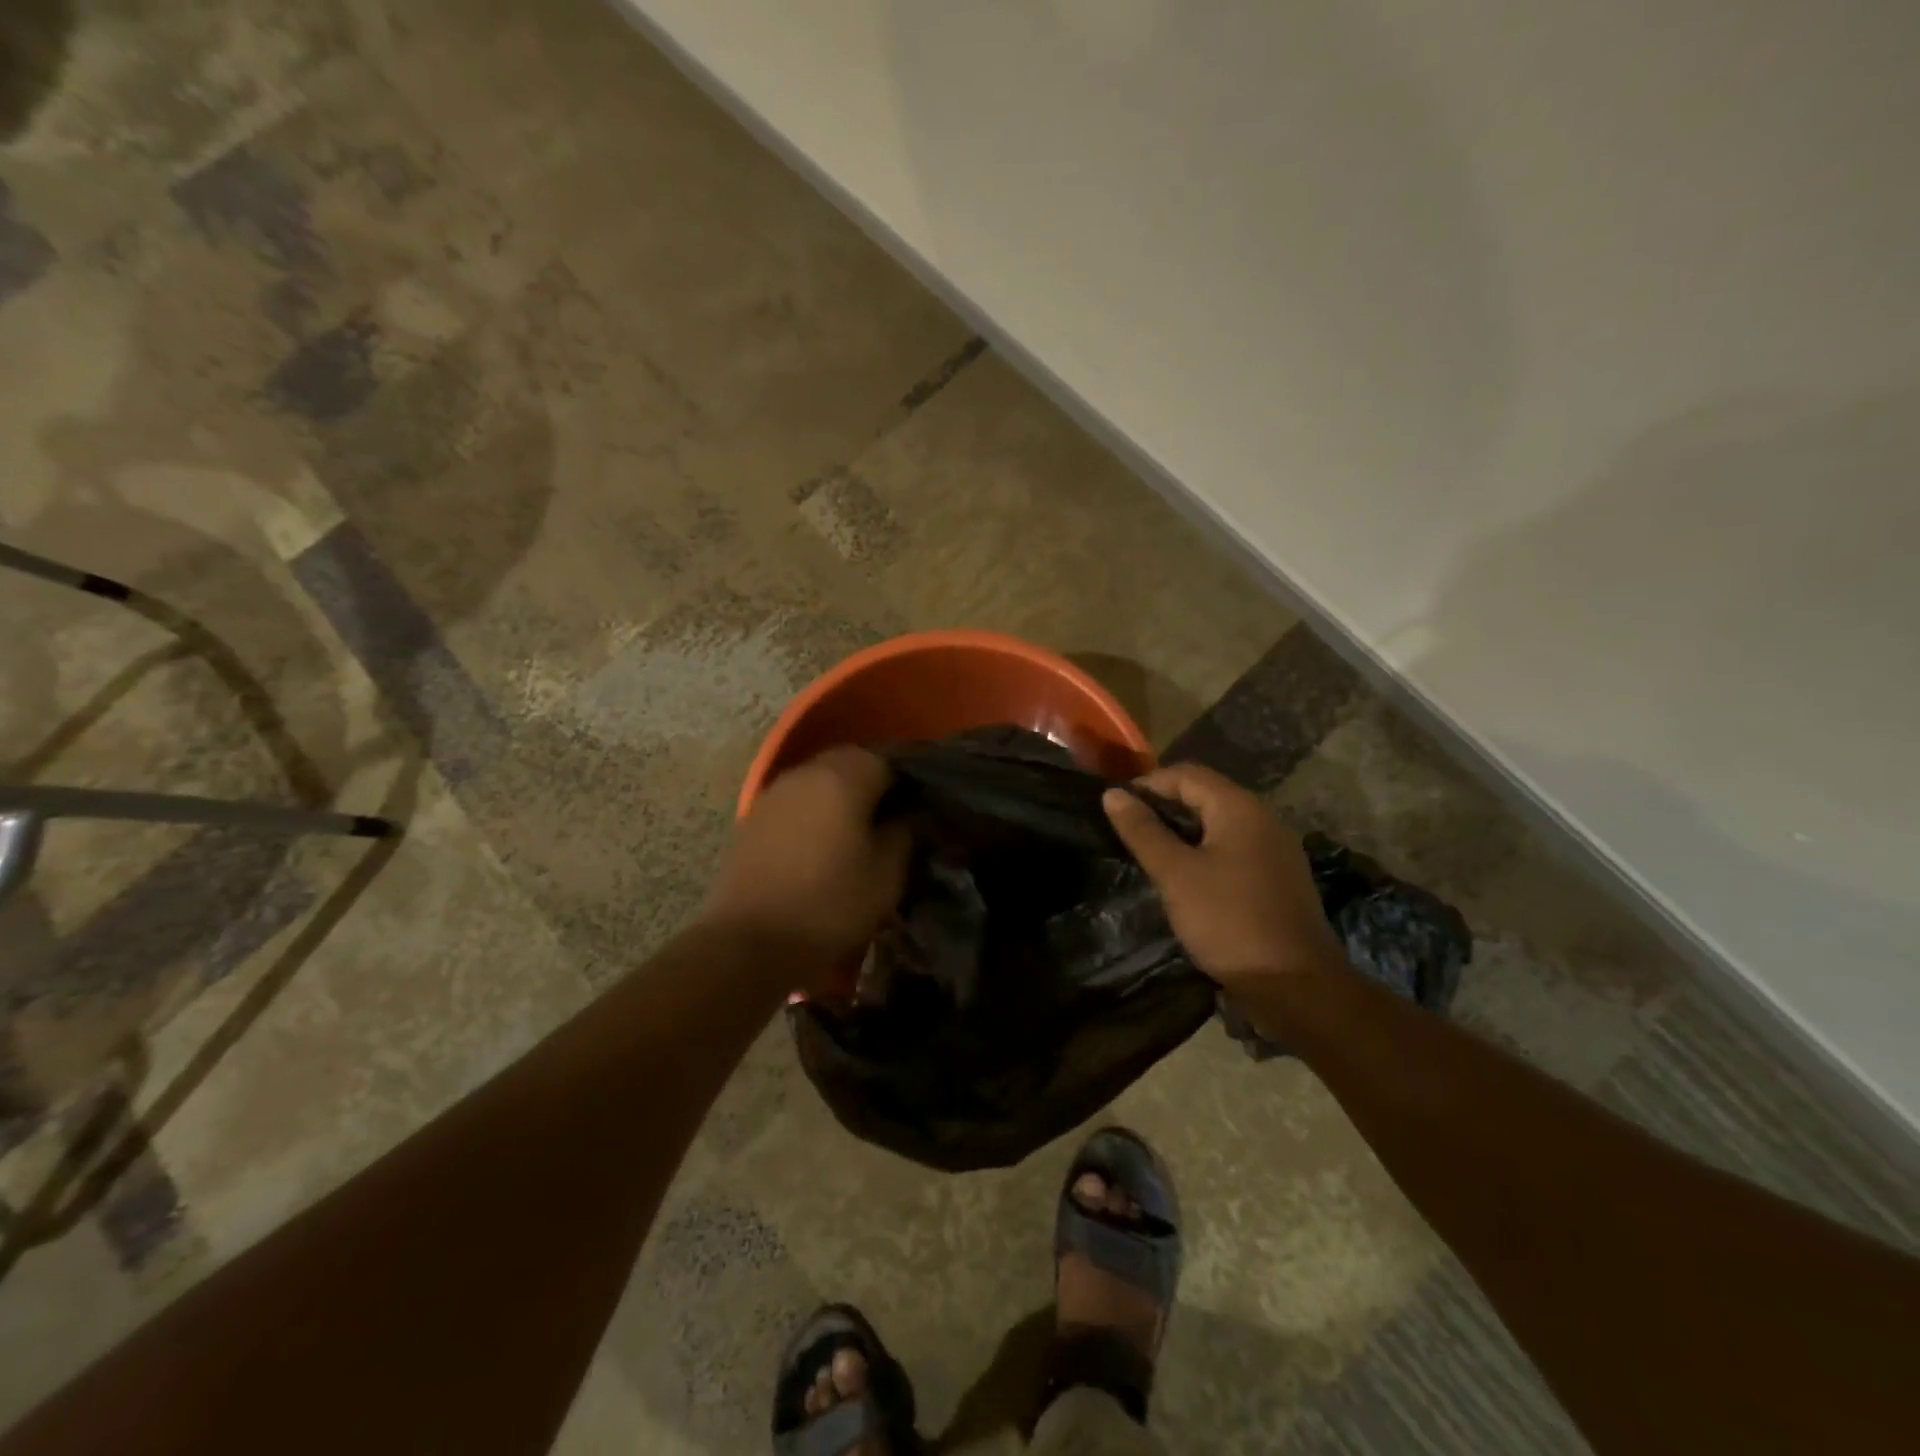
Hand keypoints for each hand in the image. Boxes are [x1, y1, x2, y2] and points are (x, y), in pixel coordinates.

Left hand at [703, 747, 910, 979]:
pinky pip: (794, 803)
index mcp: (843, 779)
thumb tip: (908, 815)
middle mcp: (805, 774)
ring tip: (854, 834)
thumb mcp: (886, 876)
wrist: (749, 943)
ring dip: (838, 799)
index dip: (907, 784)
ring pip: (818, 781)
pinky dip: (811, 815)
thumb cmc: (829, 906)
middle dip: (872, 785)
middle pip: (849, 764)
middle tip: (888, 821)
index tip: (917, 812)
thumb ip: (904, 834)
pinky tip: (818, 846)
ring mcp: (773, 794)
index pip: (887, 761)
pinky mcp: (752, 819)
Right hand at [1103, 763, 1342, 990]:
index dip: (1148, 784)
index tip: (1116, 806)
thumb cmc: (1229, 921)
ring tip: (1150, 851)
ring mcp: (1277, 849)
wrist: (1297, 986)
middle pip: (1206, 794)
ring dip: (1184, 830)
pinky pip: (1235, 848)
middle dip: (1165, 806)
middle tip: (1128, 829)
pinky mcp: (1280, 877)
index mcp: (1240, 808)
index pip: (1187, 774)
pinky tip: (1187, 876)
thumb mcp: (1175, 874)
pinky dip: (1206, 851)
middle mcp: (1264, 818)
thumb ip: (1143, 831)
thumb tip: (1112, 794)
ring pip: (1220, 823)